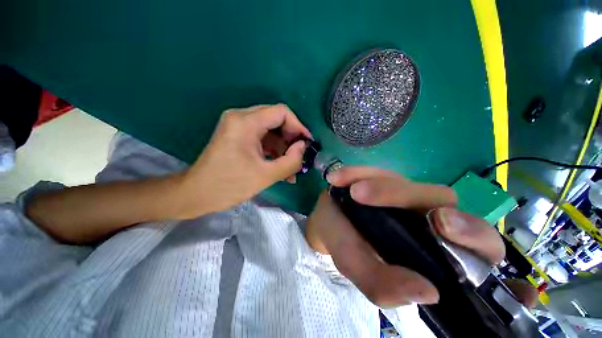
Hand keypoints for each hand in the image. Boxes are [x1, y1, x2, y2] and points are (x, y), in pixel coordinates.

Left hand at [177, 104, 311, 217]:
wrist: (196, 194)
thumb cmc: (229, 185)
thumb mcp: (266, 175)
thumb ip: (291, 161)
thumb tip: (303, 147)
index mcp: (245, 122)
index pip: (281, 112)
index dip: (298, 126)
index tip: (307, 144)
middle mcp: (241, 117)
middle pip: (276, 120)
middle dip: (291, 139)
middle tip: (300, 157)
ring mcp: (238, 127)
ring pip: (271, 131)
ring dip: (283, 148)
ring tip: (292, 170)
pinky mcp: (238, 137)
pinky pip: (262, 139)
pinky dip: (273, 151)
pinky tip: (281, 168)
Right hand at [306, 167, 505, 307]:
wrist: (327, 218)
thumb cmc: (345, 245)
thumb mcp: (357, 267)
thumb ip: (381, 284)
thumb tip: (427, 293)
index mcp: (432, 248)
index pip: (477, 246)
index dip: (472, 235)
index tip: (443, 226)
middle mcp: (424, 216)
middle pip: (442, 201)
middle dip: (406, 197)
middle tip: (366, 197)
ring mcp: (403, 193)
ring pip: (404, 182)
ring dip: (379, 186)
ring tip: (351, 191)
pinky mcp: (382, 177)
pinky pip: (374, 171)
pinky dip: (356, 172)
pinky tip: (338, 179)